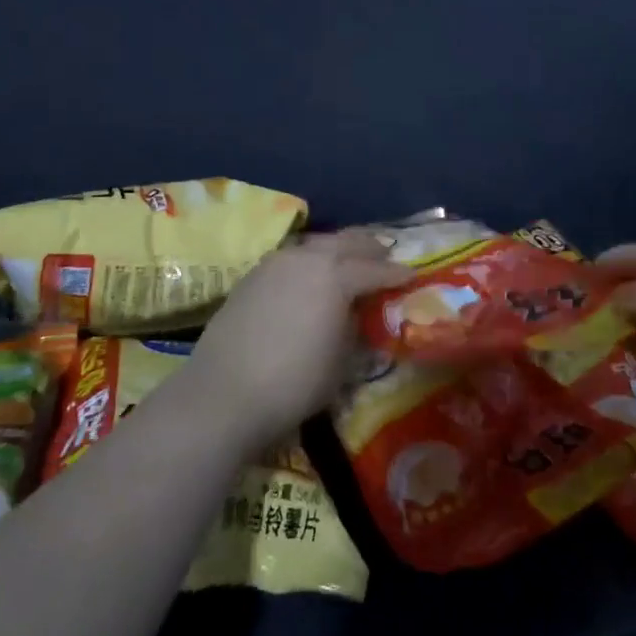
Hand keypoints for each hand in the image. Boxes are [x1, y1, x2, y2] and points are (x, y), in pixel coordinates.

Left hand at [187, 229, 411, 449]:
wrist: (224, 393)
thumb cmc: (294, 382)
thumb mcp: (341, 361)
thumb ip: (354, 328)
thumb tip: (356, 314)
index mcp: (335, 276)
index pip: (374, 269)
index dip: (396, 273)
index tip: (412, 275)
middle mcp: (306, 258)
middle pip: (345, 242)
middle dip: (369, 247)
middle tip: (385, 254)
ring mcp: (275, 263)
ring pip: (315, 244)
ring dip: (337, 248)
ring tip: (349, 258)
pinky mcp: (252, 276)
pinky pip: (292, 257)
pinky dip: (309, 259)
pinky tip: (310, 274)